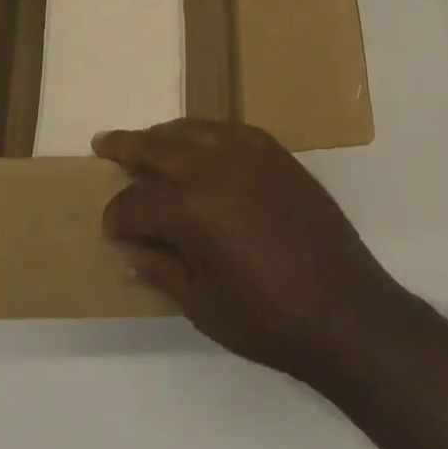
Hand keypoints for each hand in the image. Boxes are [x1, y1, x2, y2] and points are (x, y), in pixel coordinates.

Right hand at [94, 119, 410, 385]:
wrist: (344, 308)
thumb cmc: (268, 320)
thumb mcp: (203, 306)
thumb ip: (162, 269)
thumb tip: (129, 249)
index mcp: (191, 208)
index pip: (136, 202)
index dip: (117, 216)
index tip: (110, 229)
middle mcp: (214, 167)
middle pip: (158, 146)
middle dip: (127, 146)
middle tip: (103, 142)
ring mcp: (247, 152)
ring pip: (192, 128)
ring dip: (165, 135)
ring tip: (147, 141)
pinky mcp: (274, 150)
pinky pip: (228, 129)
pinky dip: (205, 133)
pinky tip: (199, 145)